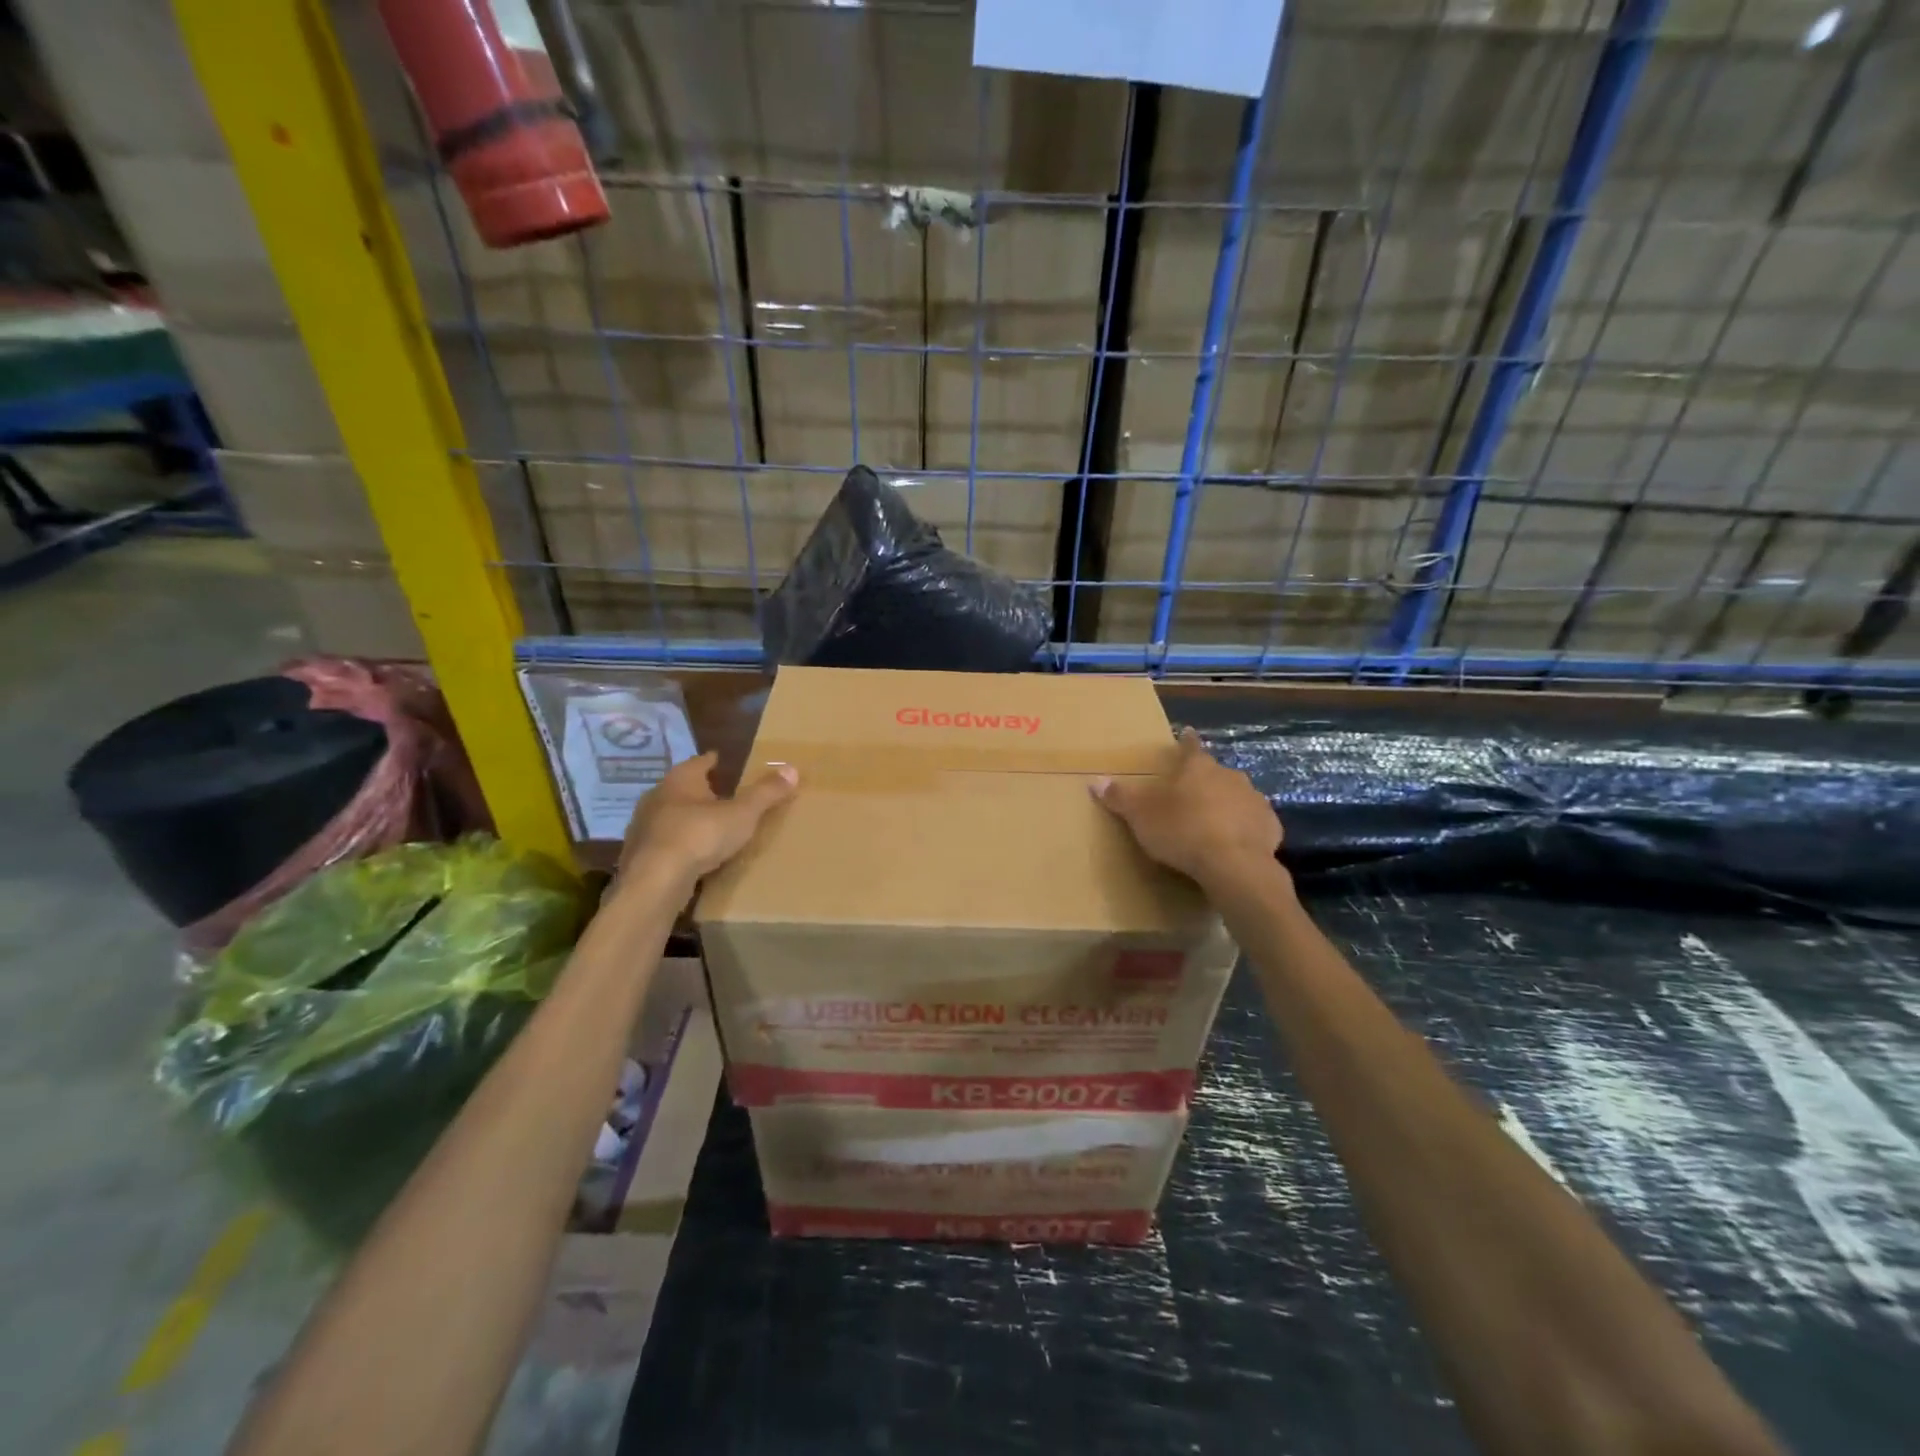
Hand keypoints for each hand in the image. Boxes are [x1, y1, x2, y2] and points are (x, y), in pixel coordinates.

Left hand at [615, 752, 798, 894]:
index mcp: (680, 780)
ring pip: (669, 816)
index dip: (712, 761)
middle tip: (720, 794)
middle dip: (699, 791)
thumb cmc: (700, 835)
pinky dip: (677, 844)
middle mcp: (657, 797)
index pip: (699, 762)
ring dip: (686, 819)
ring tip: (707, 827)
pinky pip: (663, 843)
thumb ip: (766, 793)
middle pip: (681, 788)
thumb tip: (792, 769)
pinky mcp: (638, 855)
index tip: (721, 760)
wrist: (655, 881)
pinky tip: (690, 855)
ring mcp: (643, 826)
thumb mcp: (742, 814)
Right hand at [1092, 728, 1281, 889]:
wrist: (1234, 865)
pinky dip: (1243, 830)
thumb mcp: (1141, 816)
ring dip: (1225, 805)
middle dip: (1204, 781)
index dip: (1186, 742)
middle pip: (1214, 773)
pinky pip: (1253, 823)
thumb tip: (1094, 781)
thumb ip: (1120, 798)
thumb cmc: (1182, 831)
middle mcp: (1230, 776)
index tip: (1186, 734)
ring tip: (1211, 825)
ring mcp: (1254, 800)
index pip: (1190, 747)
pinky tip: (1233, 846)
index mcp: (1198, 768)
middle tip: (1190, 796)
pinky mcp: (1270, 826)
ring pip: (1236, 797)